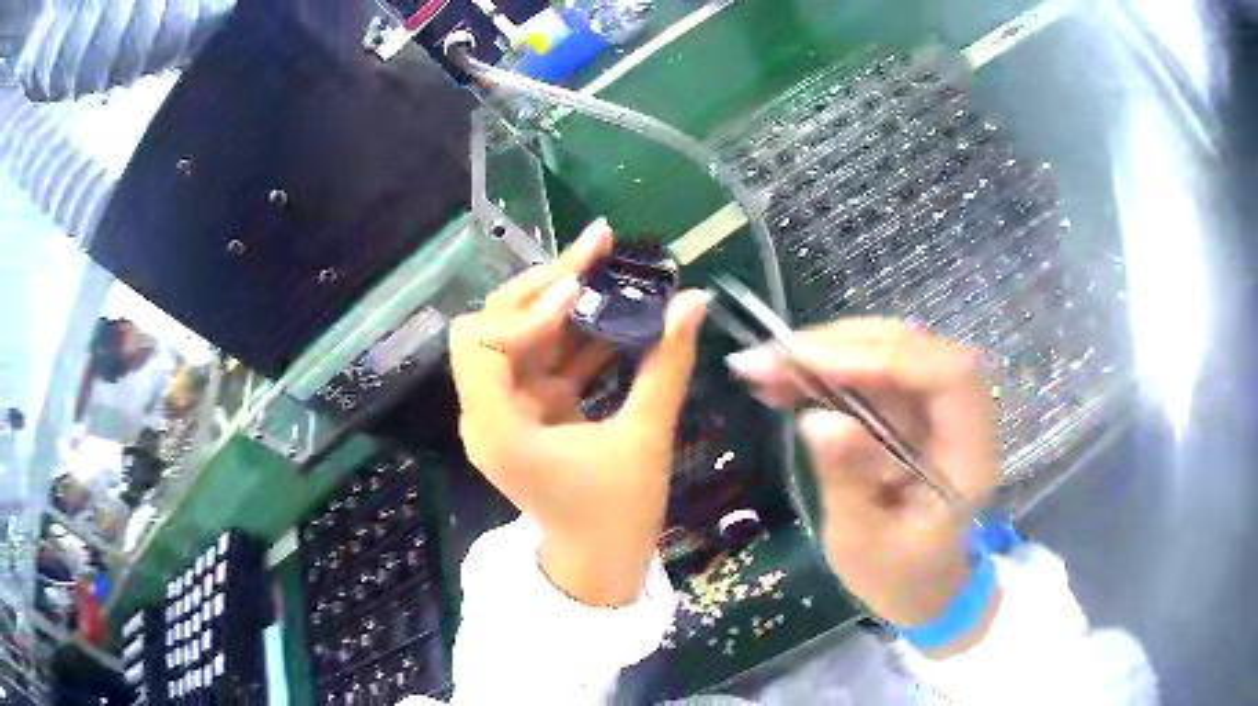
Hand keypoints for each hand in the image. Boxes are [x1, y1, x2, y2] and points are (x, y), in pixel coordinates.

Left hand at [449, 219, 708, 606]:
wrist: (600, 565)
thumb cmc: (619, 515)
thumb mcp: (645, 439)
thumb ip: (668, 366)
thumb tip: (697, 301)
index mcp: (498, 428)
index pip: (481, 343)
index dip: (526, 311)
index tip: (580, 294)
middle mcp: (489, 413)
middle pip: (498, 325)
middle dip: (547, 286)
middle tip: (597, 248)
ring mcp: (508, 410)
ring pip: (525, 334)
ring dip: (566, 301)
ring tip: (611, 264)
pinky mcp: (531, 410)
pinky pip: (547, 357)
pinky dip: (578, 333)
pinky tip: (616, 309)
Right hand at [727, 320, 1000, 646]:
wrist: (921, 586)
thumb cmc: (899, 577)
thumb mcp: (864, 545)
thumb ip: (847, 483)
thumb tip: (817, 419)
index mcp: (969, 458)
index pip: (947, 376)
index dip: (883, 358)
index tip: (811, 364)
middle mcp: (962, 419)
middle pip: (915, 350)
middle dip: (842, 346)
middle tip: (772, 359)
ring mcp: (936, 410)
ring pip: (890, 352)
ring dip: (828, 352)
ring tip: (766, 367)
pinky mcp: (911, 411)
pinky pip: (871, 374)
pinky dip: (826, 371)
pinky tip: (784, 380)